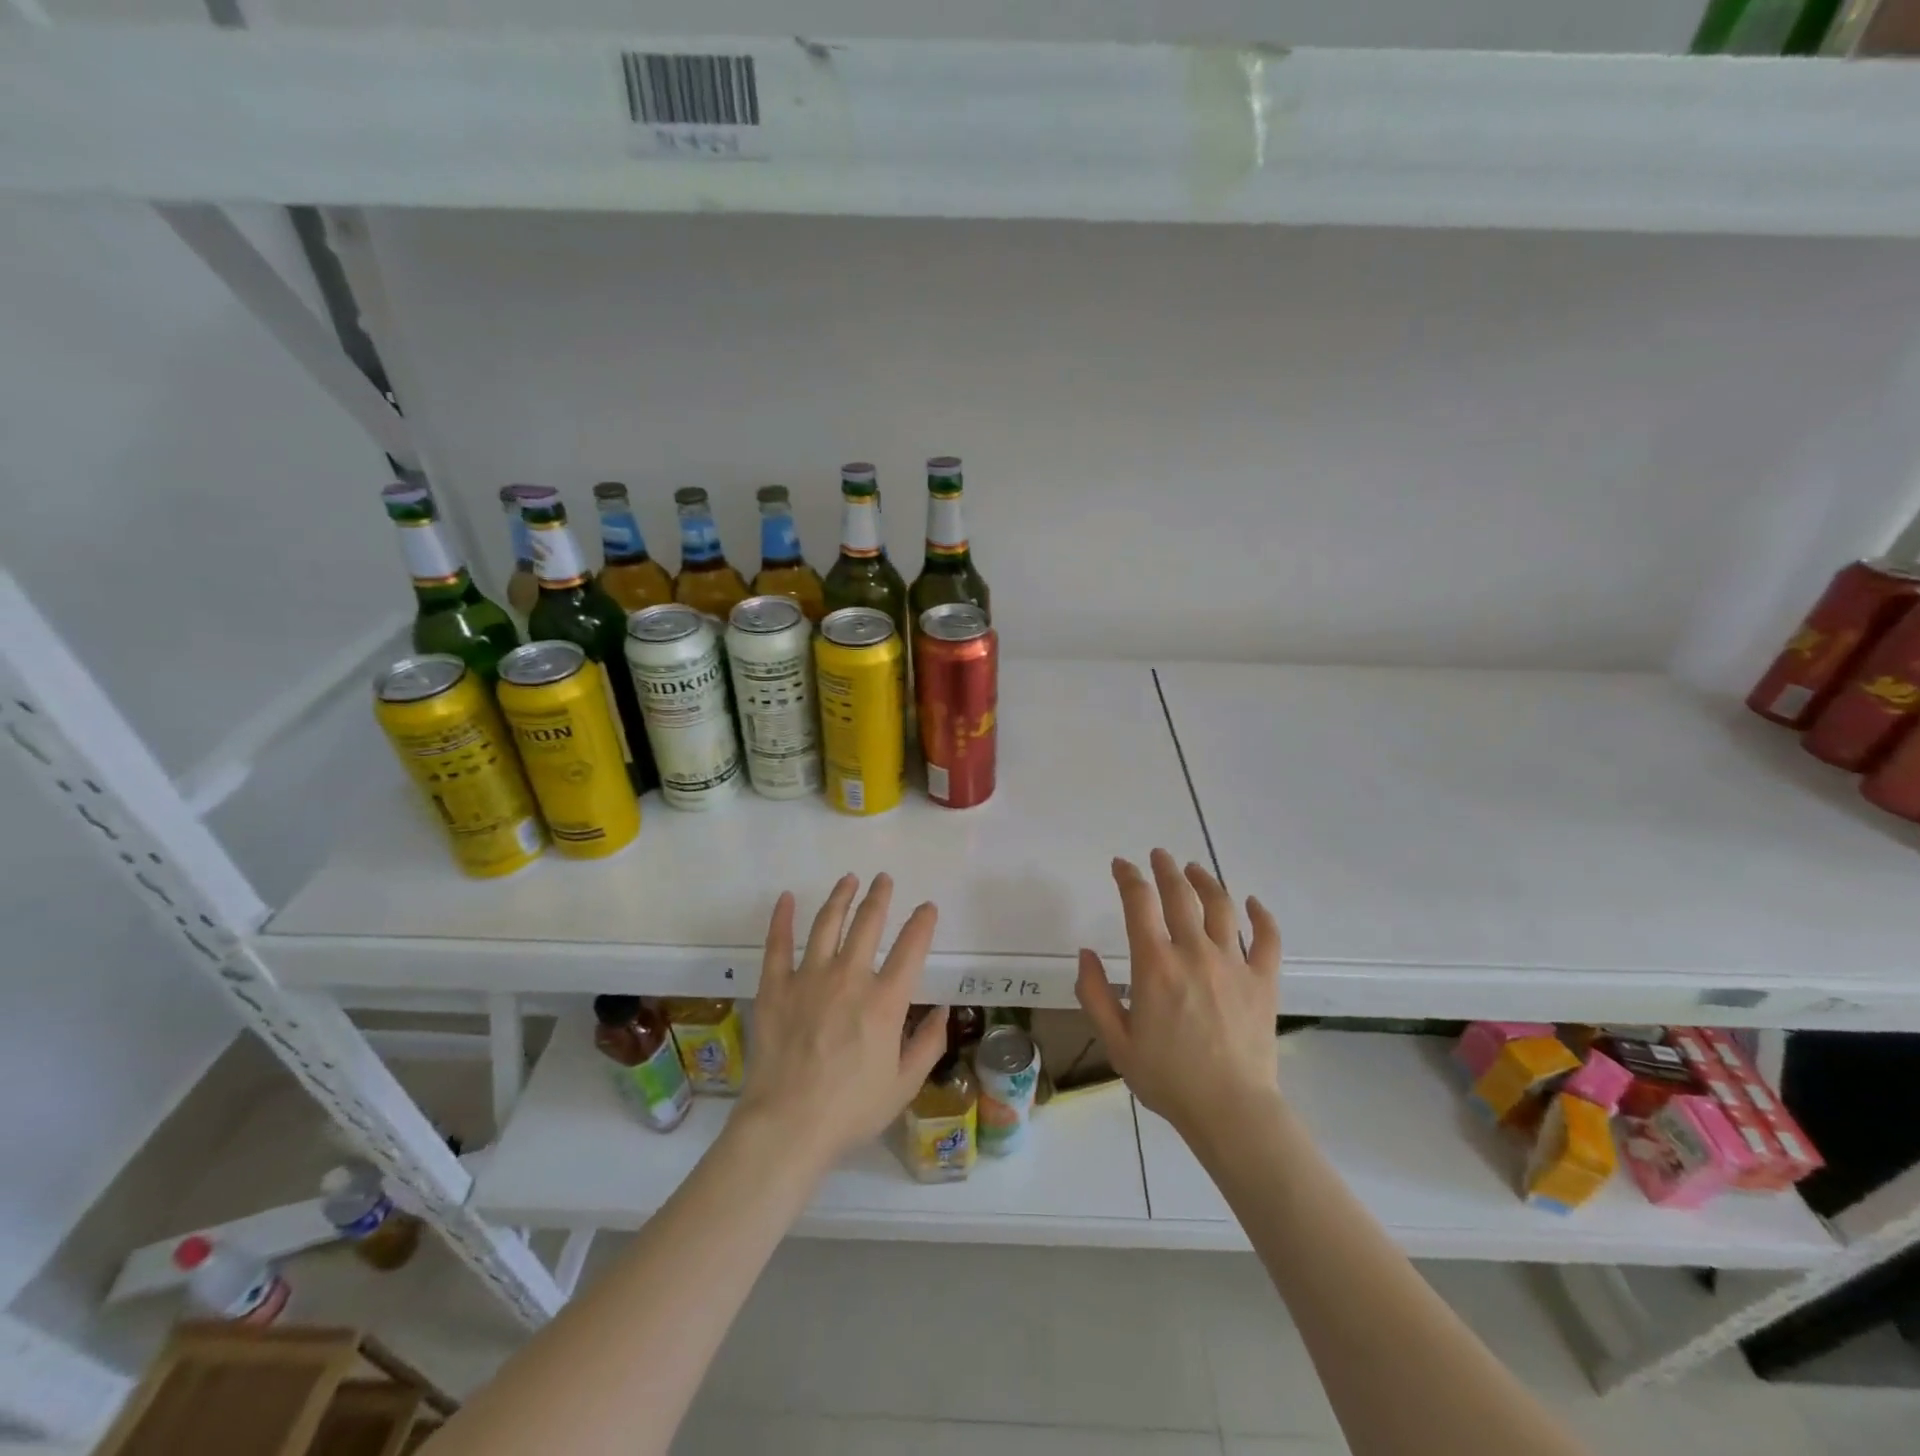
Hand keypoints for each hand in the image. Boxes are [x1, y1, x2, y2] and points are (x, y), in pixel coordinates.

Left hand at [736, 873, 948, 1170]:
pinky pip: (777, 944)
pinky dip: (781, 918)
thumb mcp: (904, 1085)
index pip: (910, 948)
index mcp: (885, 1001)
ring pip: (827, 924)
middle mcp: (849, 978)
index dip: (922, 923)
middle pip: (868, 924)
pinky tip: (786, 898)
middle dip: (879, 897)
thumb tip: (942, 1010)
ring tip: (848, 880)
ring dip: (840, 897)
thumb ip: (928, 1044)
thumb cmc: (851, 1110)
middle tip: (883, 879)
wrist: (787, 1126)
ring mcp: (809, 978)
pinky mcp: (775, 987)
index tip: (927, 907)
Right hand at [1075, 849, 1282, 1145]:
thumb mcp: (1116, 1041)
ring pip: (1221, 906)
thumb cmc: (1167, 1078)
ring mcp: (1233, 964)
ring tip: (1194, 869)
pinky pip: (1267, 938)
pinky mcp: (1264, 980)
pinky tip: (1252, 903)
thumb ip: (1094, 993)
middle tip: (1158, 856)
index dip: (1128, 877)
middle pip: (1180, 894)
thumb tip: (1085, 953)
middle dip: (1165, 869)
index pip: (1139, 903)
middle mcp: (1194, 952)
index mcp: (1155, 965)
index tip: (1121, 866)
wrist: (1231, 1111)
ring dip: (1205, 881)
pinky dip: (1261, 915)